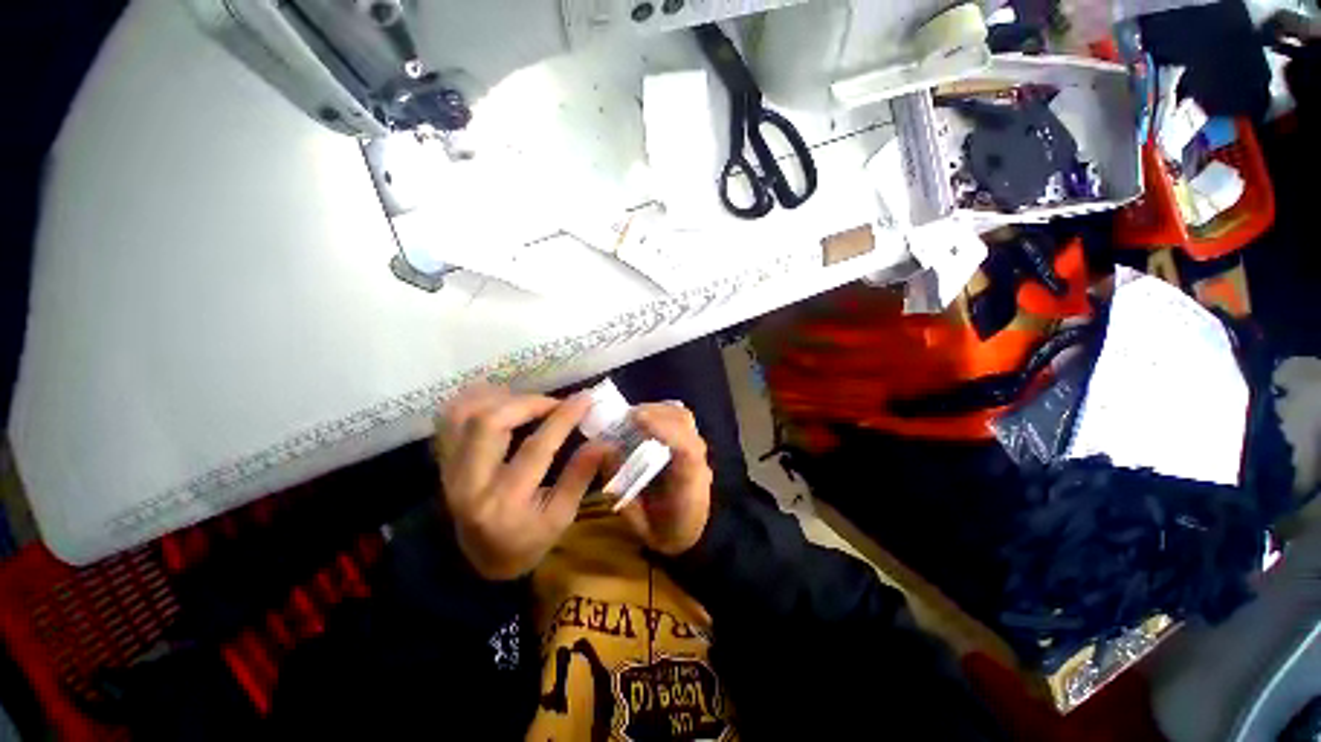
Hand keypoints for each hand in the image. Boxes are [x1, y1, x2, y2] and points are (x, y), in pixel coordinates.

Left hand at [435, 384, 608, 580]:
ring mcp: (450, 469)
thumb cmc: (527, 540)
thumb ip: (580, 475)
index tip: (585, 399)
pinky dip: (476, 399)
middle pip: (489, 423)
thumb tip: (605, 442)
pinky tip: (501, 402)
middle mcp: (470, 482)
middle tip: (553, 404)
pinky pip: (450, 417)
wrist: (478, 559)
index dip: (562, 419)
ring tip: (528, 402)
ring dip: (501, 398)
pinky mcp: (443, 460)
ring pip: (465, 414)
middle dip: (528, 403)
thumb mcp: (561, 516)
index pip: (536, 449)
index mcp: (505, 502)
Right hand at [616, 403, 712, 556]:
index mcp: (689, 483)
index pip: (686, 449)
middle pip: (685, 423)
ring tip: (632, 417)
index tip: (636, 419)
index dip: (663, 429)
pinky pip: (680, 420)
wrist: (692, 534)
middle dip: (654, 413)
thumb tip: (605, 453)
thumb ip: (622, 490)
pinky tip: (645, 421)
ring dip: (657, 411)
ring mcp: (699, 450)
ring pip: (683, 417)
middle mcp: (698, 460)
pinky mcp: (692, 444)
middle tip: (625, 417)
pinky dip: (662, 413)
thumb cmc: (665, 531)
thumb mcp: (638, 522)